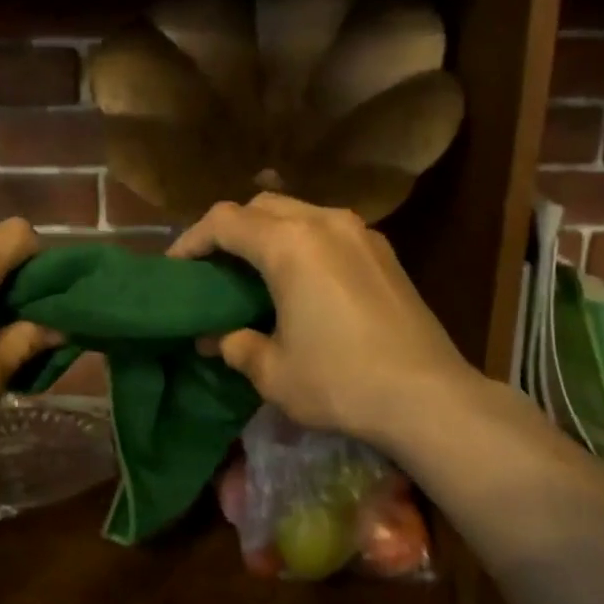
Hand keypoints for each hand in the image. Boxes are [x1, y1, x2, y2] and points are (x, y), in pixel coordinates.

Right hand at [169, 193, 479, 451]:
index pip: (225, 222)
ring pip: (300, 212)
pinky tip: (300, 282)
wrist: (428, 397)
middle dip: (230, 230)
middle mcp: (326, 222)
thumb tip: (217, 338)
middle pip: (262, 206)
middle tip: (213, 268)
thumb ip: (236, 345)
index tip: (175, 267)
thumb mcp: (273, 372)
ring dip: (269, 233)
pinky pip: (329, 231)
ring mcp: (362, 233)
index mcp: (290, 244)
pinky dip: (302, 244)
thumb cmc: (340, 381)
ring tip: (254, 272)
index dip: (191, 240)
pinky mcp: (385, 253)